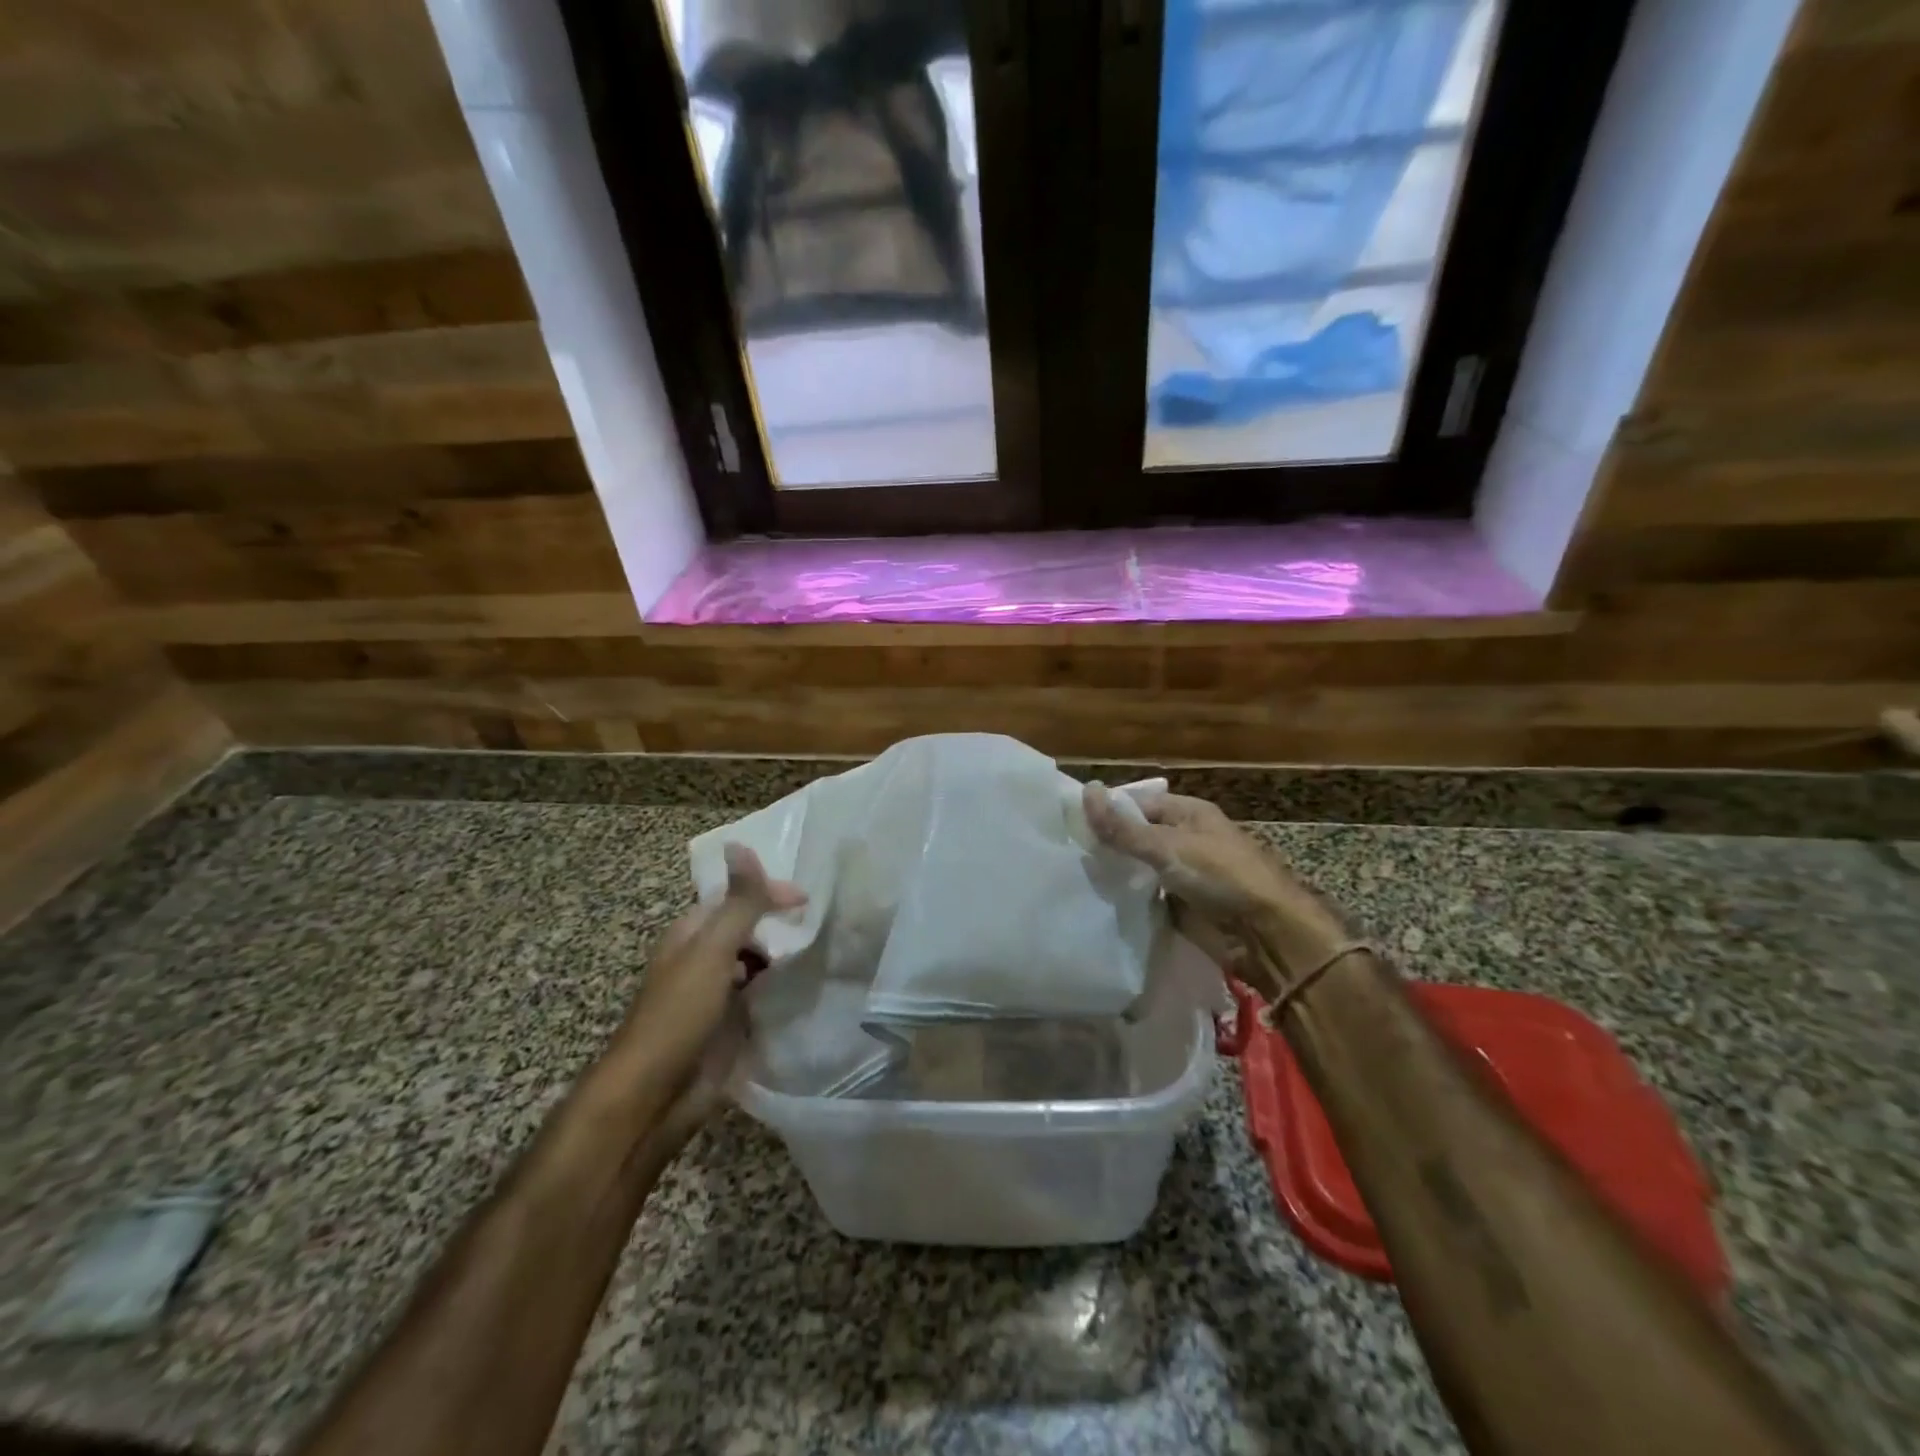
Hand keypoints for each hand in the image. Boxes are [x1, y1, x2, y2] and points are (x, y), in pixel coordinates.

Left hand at [624, 844, 805, 1126]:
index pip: (733, 898)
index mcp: (691, 935)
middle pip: (745, 930)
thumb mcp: (713, 950)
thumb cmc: (678, 1015)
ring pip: (754, 964)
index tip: (807, 900)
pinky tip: (802, 992)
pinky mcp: (728, 1027)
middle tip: (821, 927)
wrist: (653, 1097)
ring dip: (781, 958)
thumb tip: (740, 844)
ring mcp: (715, 996)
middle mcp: (702, 960)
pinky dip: (779, 990)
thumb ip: (737, 903)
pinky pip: (759, 998)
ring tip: (820, 955)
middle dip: (779, 925)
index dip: (767, 892)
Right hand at [1083, 783, 1349, 997]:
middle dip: (1106, 845)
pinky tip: (1096, 901)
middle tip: (1062, 852)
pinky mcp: (1179, 906)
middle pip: (1135, 837)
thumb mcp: (1169, 847)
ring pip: (1138, 869)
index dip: (1106, 811)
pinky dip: (1126, 899)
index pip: (1136, 805)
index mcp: (1187, 814)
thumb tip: (1085, 792)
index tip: (1067, 823)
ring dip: (1114, 874)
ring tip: (1069, 877)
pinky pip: (1145, 897)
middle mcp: (1183, 840)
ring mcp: (1182, 875)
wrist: (1267, 936)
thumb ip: (1124, 828)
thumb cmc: (1222, 877)